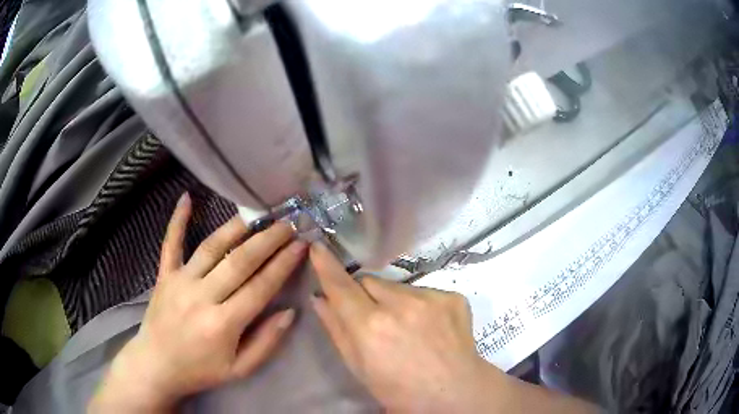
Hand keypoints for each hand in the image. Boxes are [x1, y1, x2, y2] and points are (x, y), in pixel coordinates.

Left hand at [89, 193, 307, 412]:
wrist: (156, 366)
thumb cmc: (200, 371)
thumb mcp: (239, 370)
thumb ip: (266, 342)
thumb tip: (289, 312)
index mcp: (223, 324)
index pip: (260, 287)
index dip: (284, 264)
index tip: (301, 245)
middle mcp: (202, 297)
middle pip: (240, 261)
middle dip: (268, 239)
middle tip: (288, 223)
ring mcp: (180, 282)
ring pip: (211, 246)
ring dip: (237, 227)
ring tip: (258, 213)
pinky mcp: (164, 275)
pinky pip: (171, 243)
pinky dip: (178, 220)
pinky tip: (187, 197)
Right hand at [309, 244, 596, 413]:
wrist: (462, 398)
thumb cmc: (403, 395)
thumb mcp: (363, 370)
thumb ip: (341, 332)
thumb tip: (326, 302)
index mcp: (373, 328)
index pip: (343, 285)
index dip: (329, 264)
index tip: (317, 243)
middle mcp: (401, 306)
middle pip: (371, 281)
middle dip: (364, 290)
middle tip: (372, 316)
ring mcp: (432, 298)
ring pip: (398, 284)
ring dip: (393, 299)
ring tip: (405, 330)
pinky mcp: (454, 296)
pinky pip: (422, 291)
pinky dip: (417, 303)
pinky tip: (430, 329)